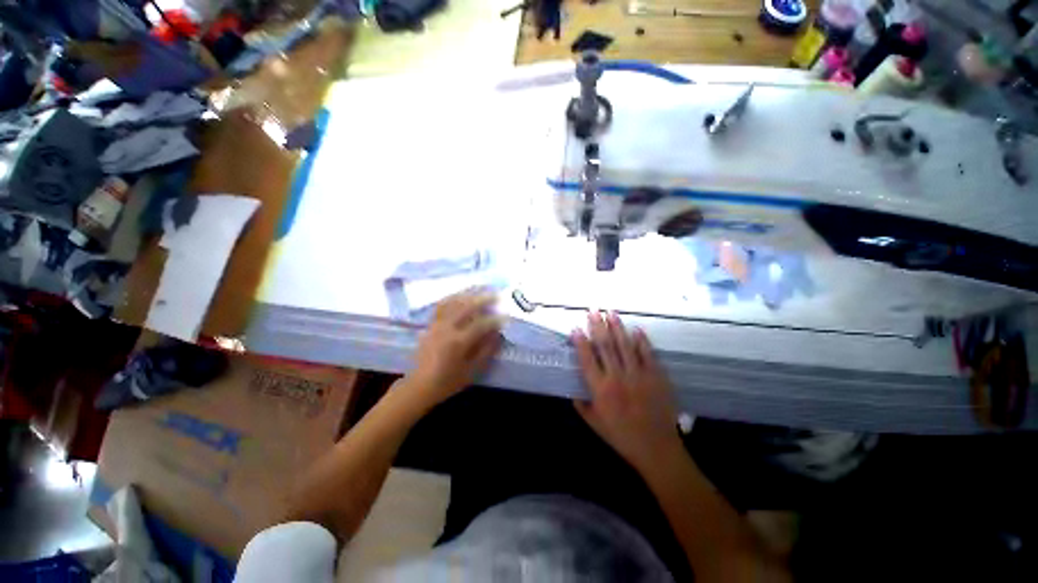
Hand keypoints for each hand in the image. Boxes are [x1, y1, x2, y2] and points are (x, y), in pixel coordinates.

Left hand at [400, 290, 503, 410]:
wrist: (419, 386)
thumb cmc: (448, 381)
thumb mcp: (471, 370)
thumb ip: (486, 351)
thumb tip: (498, 334)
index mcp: (458, 342)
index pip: (481, 325)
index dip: (495, 320)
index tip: (506, 316)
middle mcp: (447, 328)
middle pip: (467, 307)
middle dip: (483, 299)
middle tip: (496, 295)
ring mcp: (437, 324)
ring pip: (453, 302)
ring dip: (468, 294)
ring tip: (480, 289)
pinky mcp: (430, 324)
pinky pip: (442, 305)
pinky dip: (453, 297)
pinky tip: (461, 295)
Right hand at [572, 311, 681, 469]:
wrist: (657, 449)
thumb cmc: (621, 436)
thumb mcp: (594, 423)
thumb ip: (580, 404)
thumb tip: (573, 389)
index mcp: (601, 389)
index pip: (587, 359)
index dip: (580, 341)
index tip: (575, 328)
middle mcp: (618, 377)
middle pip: (605, 346)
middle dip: (598, 325)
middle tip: (593, 310)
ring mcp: (639, 375)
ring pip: (625, 345)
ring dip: (617, 327)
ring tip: (611, 312)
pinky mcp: (657, 376)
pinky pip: (648, 354)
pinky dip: (642, 340)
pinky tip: (636, 329)